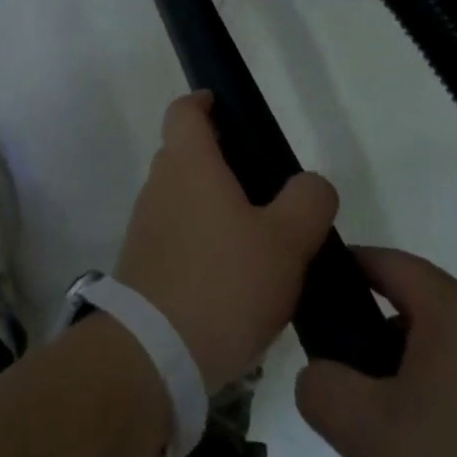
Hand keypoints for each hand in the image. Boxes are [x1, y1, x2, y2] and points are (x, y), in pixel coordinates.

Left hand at [114, 91, 337, 392]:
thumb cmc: (223, 283)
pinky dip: (202, 239)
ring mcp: (147, 225)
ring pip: (183, 196)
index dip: (205, 102)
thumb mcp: (286, 242)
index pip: (185, 110)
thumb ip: (308, 202)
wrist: (153, 354)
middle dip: (222, 160)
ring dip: (214, 204)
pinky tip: (235, 277)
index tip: (228, 110)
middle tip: (266, 186)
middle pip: (187, 153)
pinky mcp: (144, 263)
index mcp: (188, 163)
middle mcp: (160, 184)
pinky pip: (177, 234)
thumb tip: (312, 184)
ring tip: (259, 238)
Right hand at [295, 249, 456, 456]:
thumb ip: (322, 388)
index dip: (342, 270)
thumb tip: (321, 380)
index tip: (308, 301)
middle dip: (368, 387)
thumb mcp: (370, 430)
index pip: (385, 262)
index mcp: (453, 310)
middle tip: (345, 433)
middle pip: (406, 338)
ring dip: (401, 440)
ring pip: (437, 397)